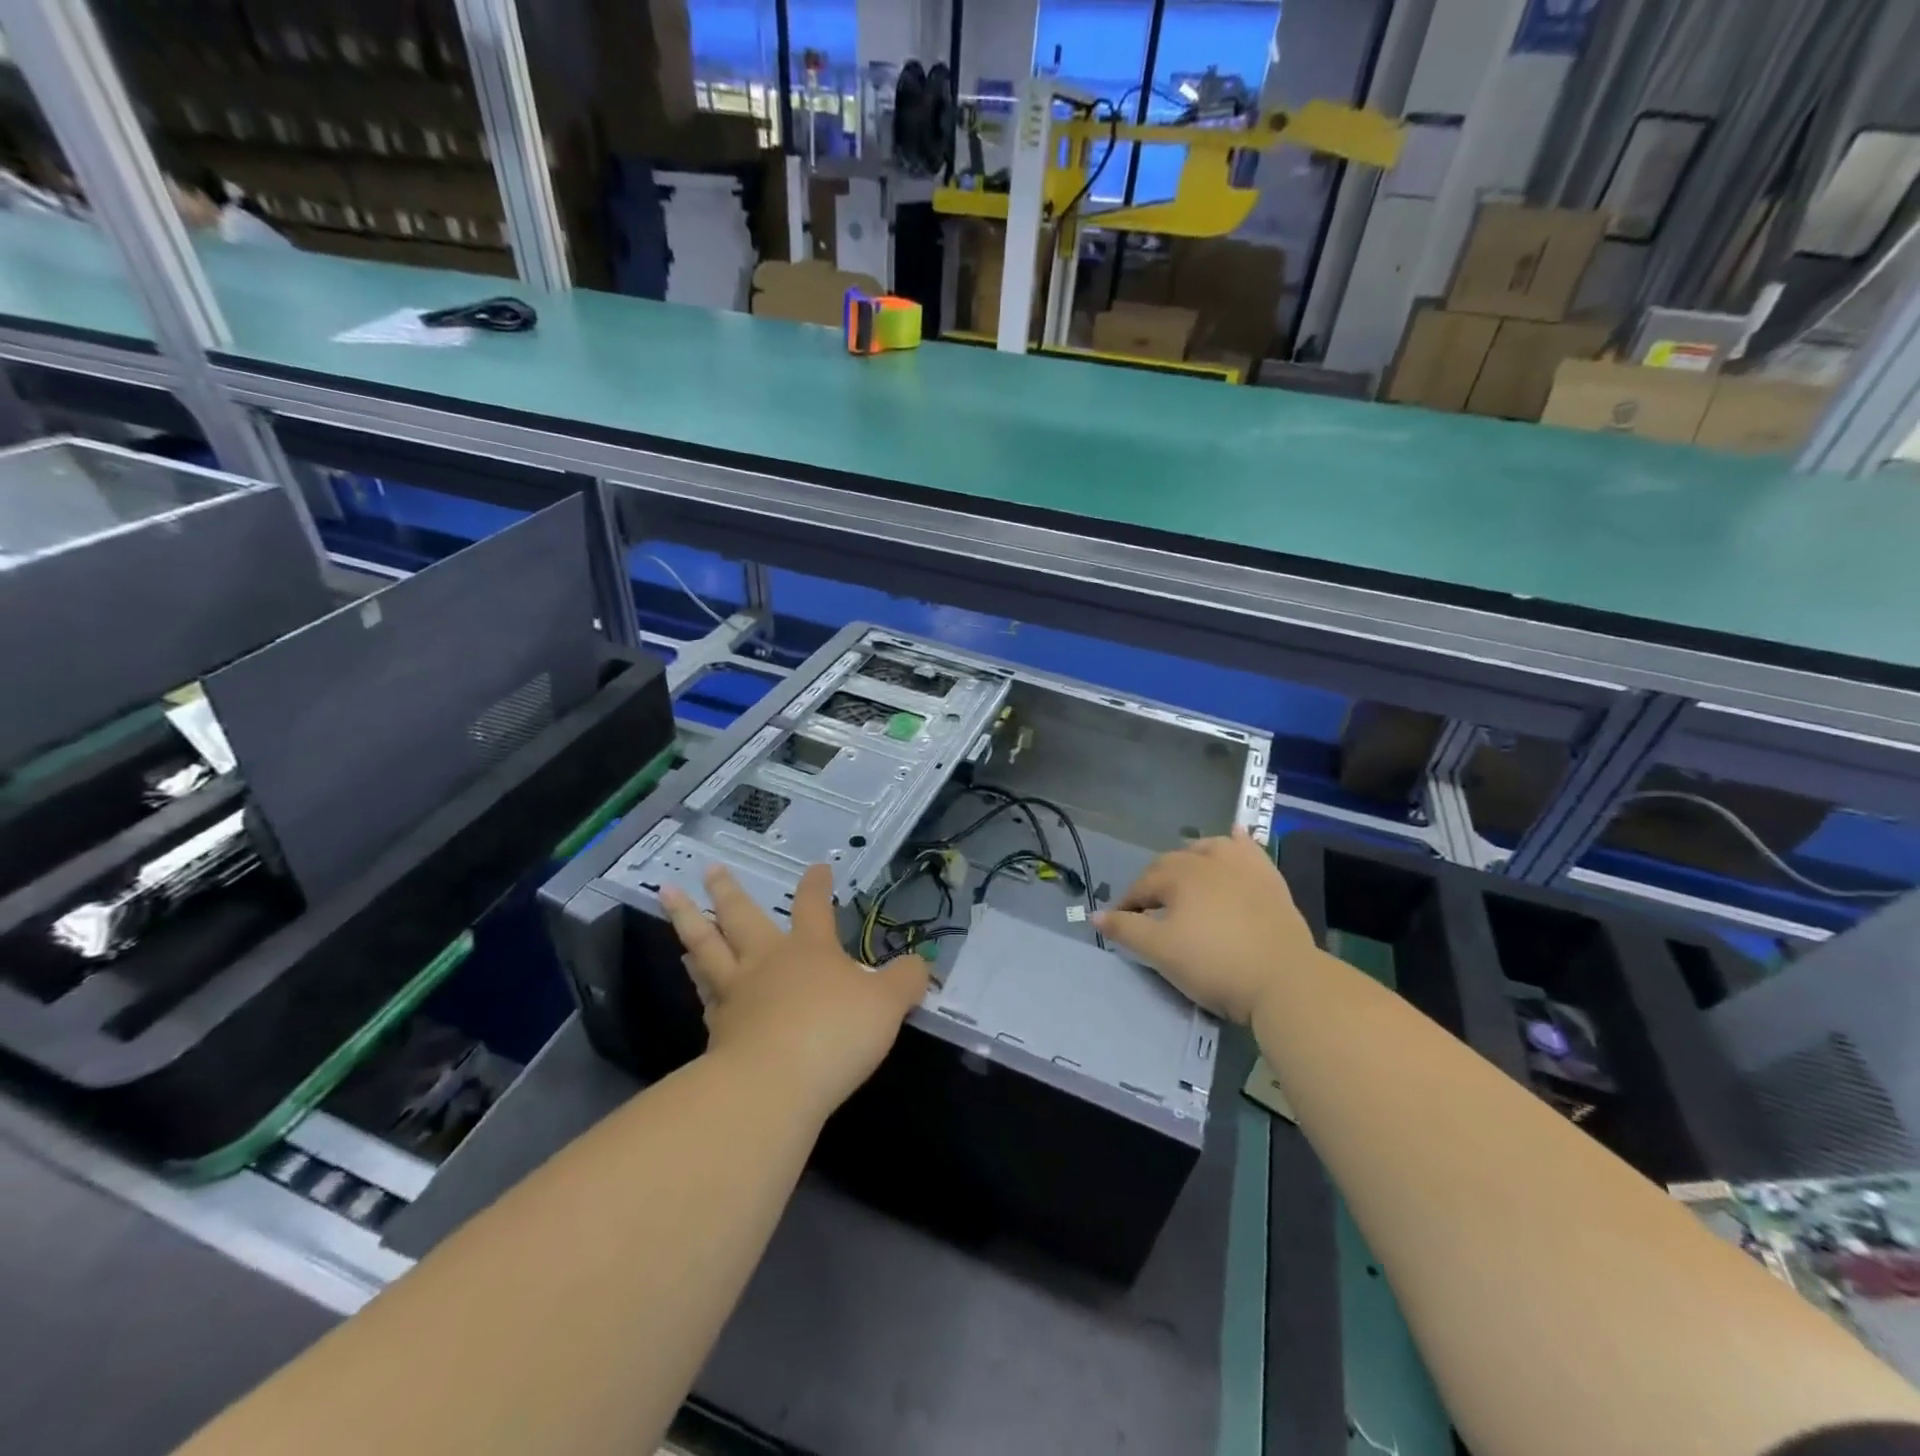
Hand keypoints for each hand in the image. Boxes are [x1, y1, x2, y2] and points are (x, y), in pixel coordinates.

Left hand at [659, 864, 928, 1119]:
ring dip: (690, 924)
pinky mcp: (717, 1031)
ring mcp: (736, 995)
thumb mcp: (887, 1005)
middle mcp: (766, 962)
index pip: (813, 906)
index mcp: (809, 950)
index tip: (817, 867)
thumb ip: (905, 981)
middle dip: (727, 890)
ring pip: (707, 949)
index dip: (817, 885)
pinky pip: (704, 996)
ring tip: (676, 906)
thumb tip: (921, 964)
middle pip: (740, 917)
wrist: (773, 1085)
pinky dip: (697, 982)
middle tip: (708, 867)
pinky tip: (694, 982)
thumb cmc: (835, 1033)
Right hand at [1094, 827, 1317, 1024]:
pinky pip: (1250, 850)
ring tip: (1186, 873)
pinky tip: (1235, 836)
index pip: (1142, 885)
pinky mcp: (1271, 879)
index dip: (1127, 904)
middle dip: (1156, 883)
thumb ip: (1125, 929)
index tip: (1122, 924)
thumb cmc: (1214, 963)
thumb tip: (1094, 914)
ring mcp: (1244, 866)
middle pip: (1172, 864)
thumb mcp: (1160, 951)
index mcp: (1179, 874)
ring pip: (1210, 848)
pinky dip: (1238, 842)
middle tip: (1151, 911)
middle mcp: (1209, 859)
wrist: (1284, 979)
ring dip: (1192, 857)